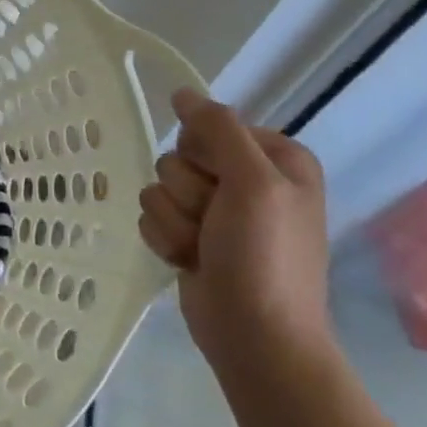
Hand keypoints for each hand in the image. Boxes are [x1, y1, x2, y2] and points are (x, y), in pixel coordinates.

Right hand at [138, 89, 332, 371]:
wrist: (254, 334)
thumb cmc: (264, 255)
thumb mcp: (253, 182)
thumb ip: (218, 129)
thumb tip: (182, 93)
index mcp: (274, 158)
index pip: (209, 126)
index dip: (205, 154)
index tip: (222, 183)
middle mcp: (246, 178)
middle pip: (177, 157)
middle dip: (187, 193)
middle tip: (215, 223)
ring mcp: (215, 210)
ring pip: (158, 187)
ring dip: (174, 220)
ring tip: (203, 248)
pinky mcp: (190, 234)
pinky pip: (151, 216)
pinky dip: (165, 239)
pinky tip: (189, 260)